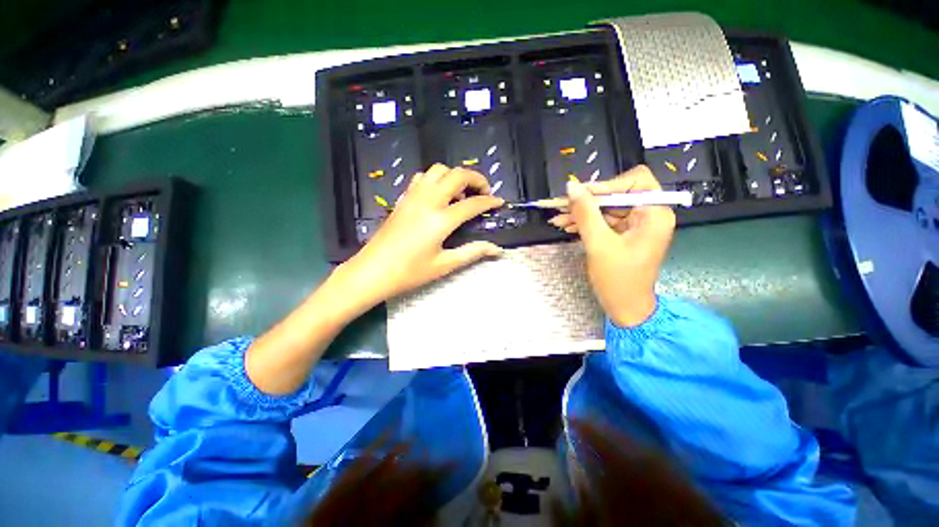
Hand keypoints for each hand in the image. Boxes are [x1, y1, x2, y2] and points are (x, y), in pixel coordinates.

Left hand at [339, 163, 503, 306]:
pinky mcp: (403, 198)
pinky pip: (422, 178)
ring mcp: (413, 197)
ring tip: (461, 195)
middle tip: (483, 194)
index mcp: (440, 219)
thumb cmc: (409, 272)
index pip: (472, 203)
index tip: (500, 203)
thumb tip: (496, 249)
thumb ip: (472, 252)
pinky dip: (436, 180)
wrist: (372, 271)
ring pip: (438, 170)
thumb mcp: (444, 265)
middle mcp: (428, 201)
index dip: (489, 202)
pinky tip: (439, 196)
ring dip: (455, 177)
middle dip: (476, 179)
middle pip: (457, 175)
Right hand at [549, 166, 675, 326]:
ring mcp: (636, 225)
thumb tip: (571, 187)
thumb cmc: (618, 279)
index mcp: (655, 214)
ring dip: (582, 212)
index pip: (634, 182)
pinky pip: (603, 220)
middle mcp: (649, 215)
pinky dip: (585, 222)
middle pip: (616, 194)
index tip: (580, 195)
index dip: (606, 185)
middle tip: (562, 206)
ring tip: (558, 219)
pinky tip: (567, 225)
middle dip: (588, 201)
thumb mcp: (599, 244)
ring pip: (606, 207)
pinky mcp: (624, 234)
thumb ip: (586, 213)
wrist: (625, 308)